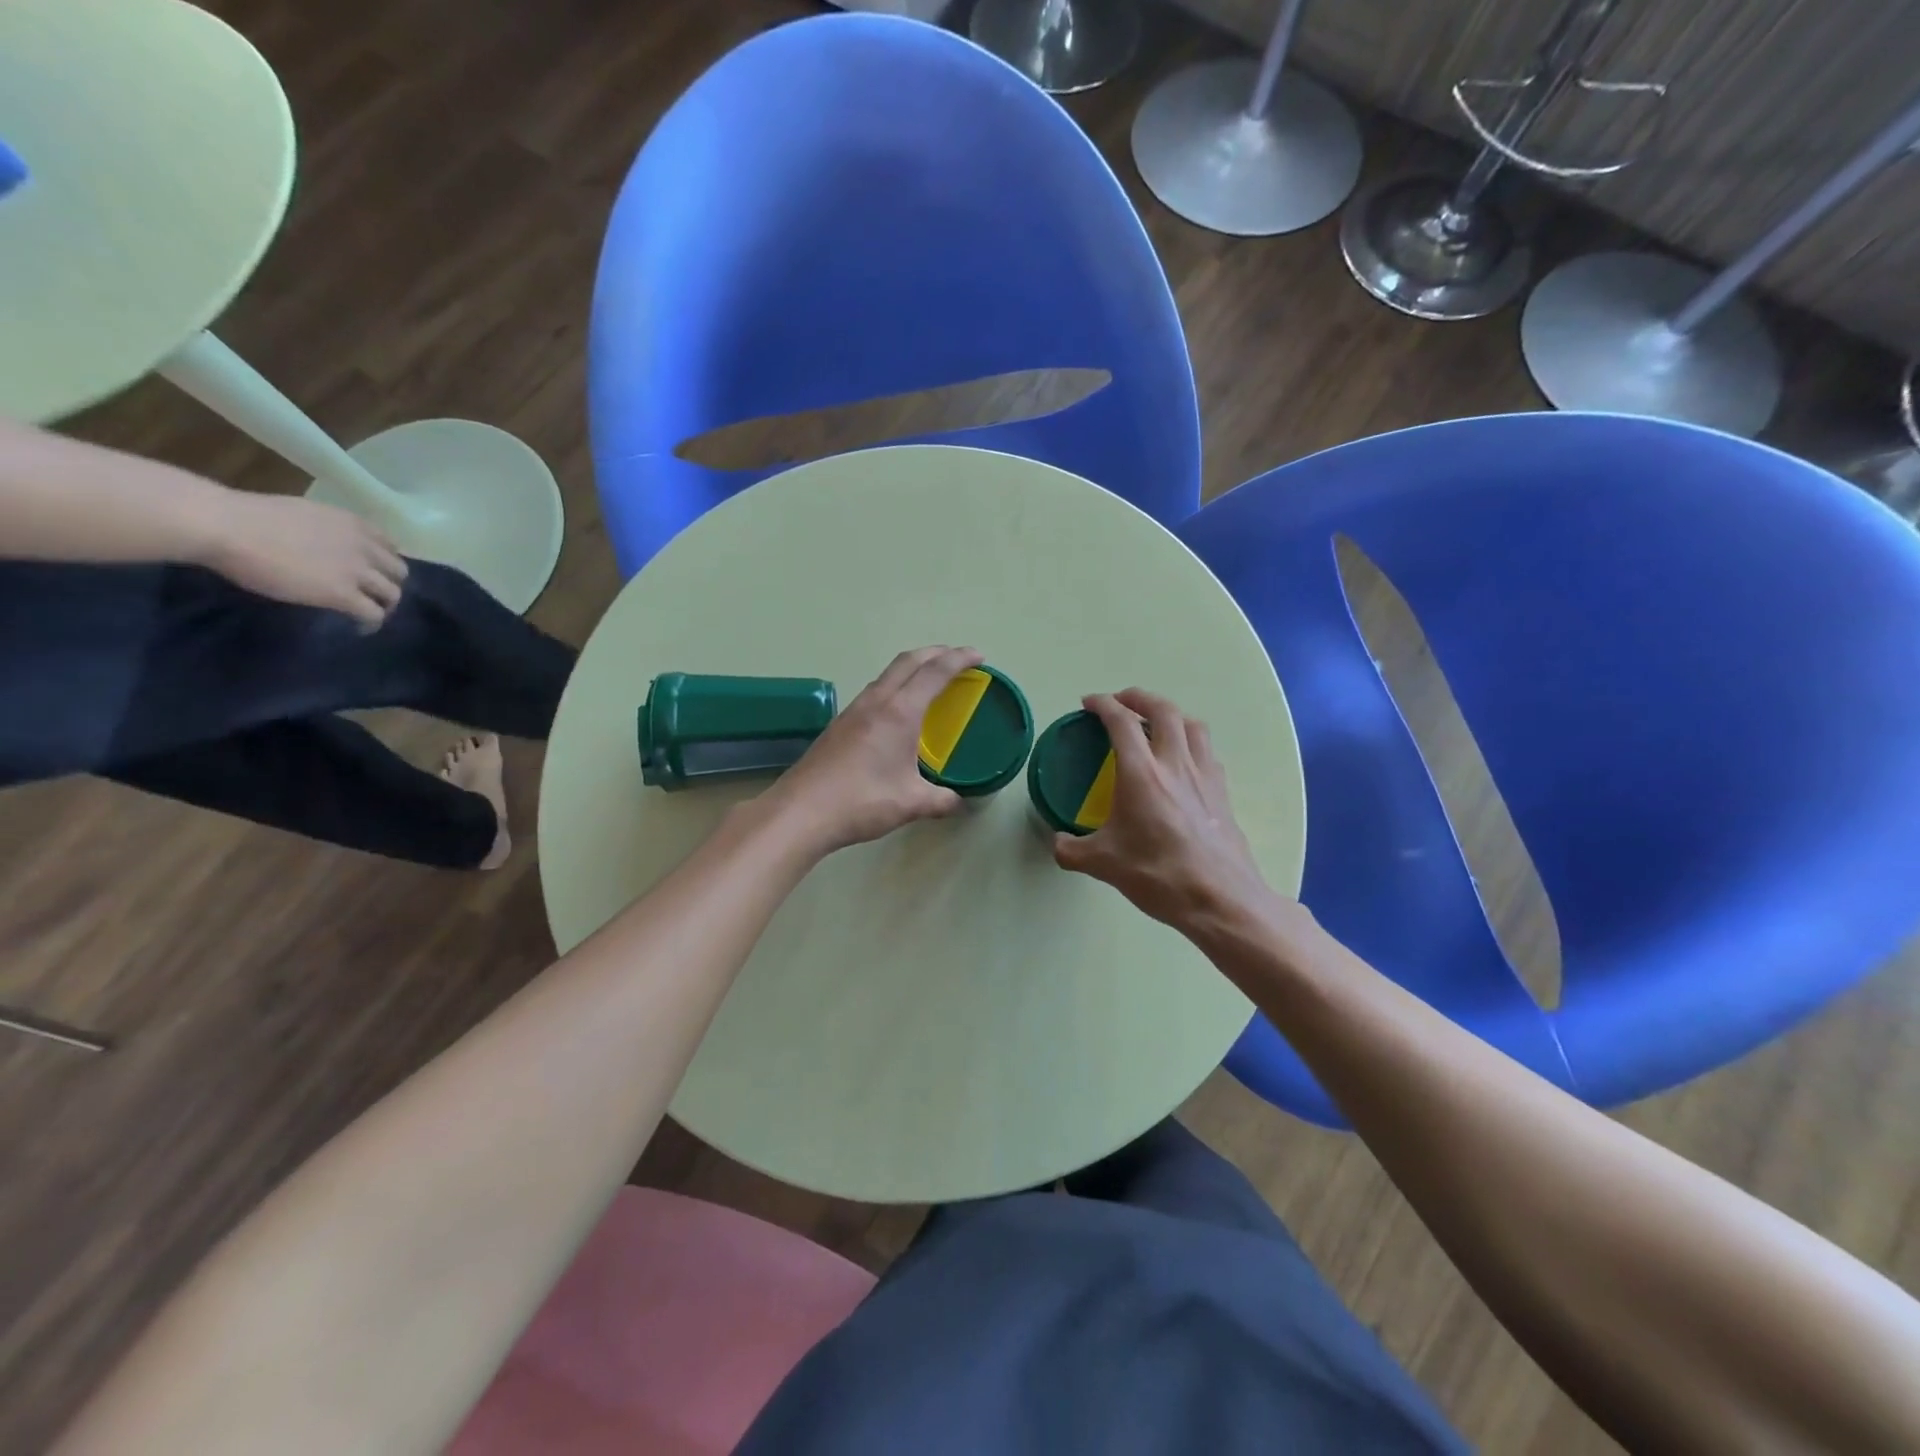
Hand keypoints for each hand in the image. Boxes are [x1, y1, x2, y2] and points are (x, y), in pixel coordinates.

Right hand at [200, 493, 407, 630]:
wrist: (227, 526)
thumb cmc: (248, 516)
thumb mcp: (304, 515)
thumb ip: (326, 532)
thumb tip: (322, 545)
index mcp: (353, 523)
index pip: (389, 547)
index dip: (384, 563)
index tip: (374, 573)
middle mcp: (364, 546)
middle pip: (398, 572)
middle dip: (390, 585)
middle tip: (374, 597)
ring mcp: (356, 571)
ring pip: (393, 594)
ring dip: (385, 606)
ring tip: (368, 615)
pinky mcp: (343, 594)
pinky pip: (373, 614)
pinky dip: (371, 623)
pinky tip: (359, 628)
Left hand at [765, 645, 984, 854]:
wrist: (801, 811)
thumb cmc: (862, 801)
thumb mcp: (911, 803)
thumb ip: (941, 800)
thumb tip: (960, 803)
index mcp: (899, 712)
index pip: (935, 673)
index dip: (959, 659)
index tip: (979, 656)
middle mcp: (876, 702)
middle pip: (908, 661)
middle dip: (936, 653)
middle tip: (957, 658)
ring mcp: (853, 711)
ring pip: (887, 675)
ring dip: (912, 668)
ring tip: (929, 680)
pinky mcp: (839, 725)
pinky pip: (874, 692)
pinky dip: (895, 687)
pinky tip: (896, 711)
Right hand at [1053, 688, 1282, 938]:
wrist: (1219, 899)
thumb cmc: (1158, 875)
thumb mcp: (1103, 864)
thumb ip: (1072, 850)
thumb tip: (1058, 844)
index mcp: (1141, 773)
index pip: (1121, 721)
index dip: (1103, 704)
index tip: (1089, 703)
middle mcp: (1175, 764)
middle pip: (1163, 710)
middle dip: (1139, 697)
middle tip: (1122, 701)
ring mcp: (1204, 776)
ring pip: (1192, 725)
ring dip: (1171, 714)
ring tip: (1156, 723)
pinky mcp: (1222, 793)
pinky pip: (1206, 751)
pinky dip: (1191, 742)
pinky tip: (1182, 761)